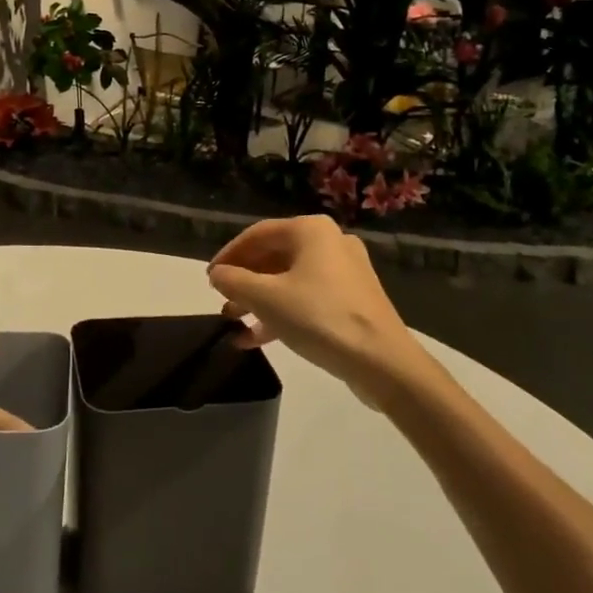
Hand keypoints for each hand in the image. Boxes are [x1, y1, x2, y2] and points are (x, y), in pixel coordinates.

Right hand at [208, 216, 429, 408]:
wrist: (383, 362)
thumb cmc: (320, 318)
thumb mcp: (266, 299)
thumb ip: (234, 281)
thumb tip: (217, 274)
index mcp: (311, 230)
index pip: (257, 234)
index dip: (228, 255)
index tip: (209, 278)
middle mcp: (330, 242)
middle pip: (274, 256)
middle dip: (244, 280)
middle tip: (221, 300)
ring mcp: (345, 272)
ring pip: (290, 280)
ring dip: (259, 300)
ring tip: (233, 322)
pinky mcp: (353, 300)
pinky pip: (307, 298)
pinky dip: (282, 313)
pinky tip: (257, 338)